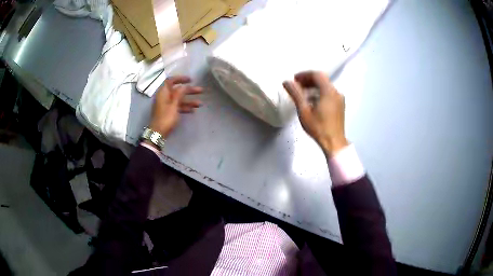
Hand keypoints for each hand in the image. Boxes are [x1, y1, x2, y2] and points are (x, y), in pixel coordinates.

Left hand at [149, 76, 202, 138]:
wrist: (158, 133)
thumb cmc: (165, 118)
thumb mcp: (174, 105)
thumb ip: (179, 94)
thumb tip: (183, 86)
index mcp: (163, 93)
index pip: (171, 81)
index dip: (180, 78)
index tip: (190, 80)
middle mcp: (164, 97)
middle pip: (177, 90)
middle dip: (189, 91)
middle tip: (200, 91)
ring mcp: (166, 105)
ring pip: (179, 99)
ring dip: (189, 101)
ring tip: (200, 104)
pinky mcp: (168, 112)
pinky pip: (177, 107)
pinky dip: (184, 107)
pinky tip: (193, 110)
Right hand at [283, 71, 347, 156]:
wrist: (334, 142)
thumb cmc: (318, 127)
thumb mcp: (304, 111)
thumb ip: (295, 94)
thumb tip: (286, 82)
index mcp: (328, 91)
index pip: (316, 74)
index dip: (304, 75)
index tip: (294, 80)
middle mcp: (336, 92)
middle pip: (322, 79)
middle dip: (308, 80)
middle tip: (296, 86)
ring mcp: (339, 99)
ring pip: (326, 86)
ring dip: (314, 86)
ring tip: (302, 94)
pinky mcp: (340, 105)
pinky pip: (329, 93)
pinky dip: (320, 93)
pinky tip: (312, 101)